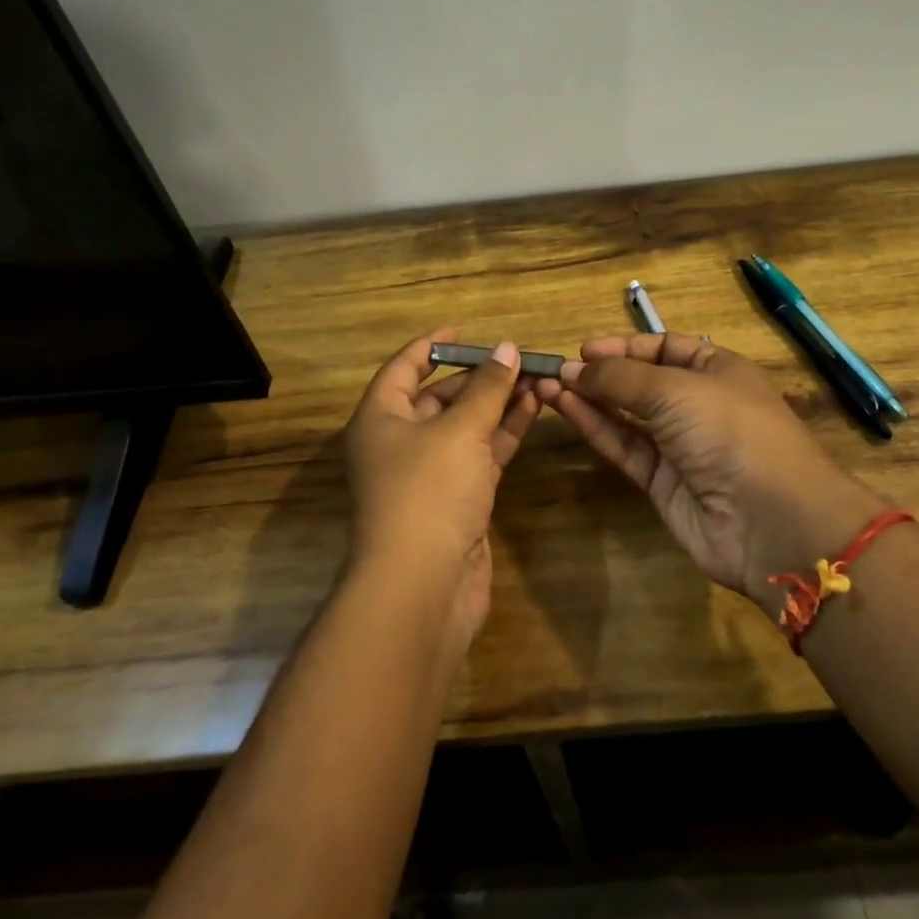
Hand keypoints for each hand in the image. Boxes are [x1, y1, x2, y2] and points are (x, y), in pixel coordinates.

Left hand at [342, 330, 538, 644]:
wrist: (422, 587)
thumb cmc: (428, 492)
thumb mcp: (459, 430)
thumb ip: (488, 389)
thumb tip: (508, 349)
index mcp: (381, 419)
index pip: (403, 368)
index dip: (430, 346)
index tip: (462, 331)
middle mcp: (400, 442)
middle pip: (439, 397)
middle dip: (478, 377)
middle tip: (518, 357)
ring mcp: (429, 474)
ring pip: (466, 426)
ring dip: (498, 403)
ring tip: (537, 377)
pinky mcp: (457, 500)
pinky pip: (481, 454)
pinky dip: (505, 432)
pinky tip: (535, 410)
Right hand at [535, 333, 884, 611]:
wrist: (773, 522)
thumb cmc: (731, 431)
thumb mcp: (676, 389)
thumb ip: (621, 377)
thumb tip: (575, 366)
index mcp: (717, 370)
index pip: (664, 348)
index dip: (625, 346)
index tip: (584, 348)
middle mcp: (699, 404)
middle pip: (641, 381)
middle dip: (601, 372)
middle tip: (557, 368)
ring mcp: (681, 446)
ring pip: (626, 415)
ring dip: (589, 398)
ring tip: (547, 385)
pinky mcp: (663, 483)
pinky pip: (624, 446)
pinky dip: (595, 427)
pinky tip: (564, 408)